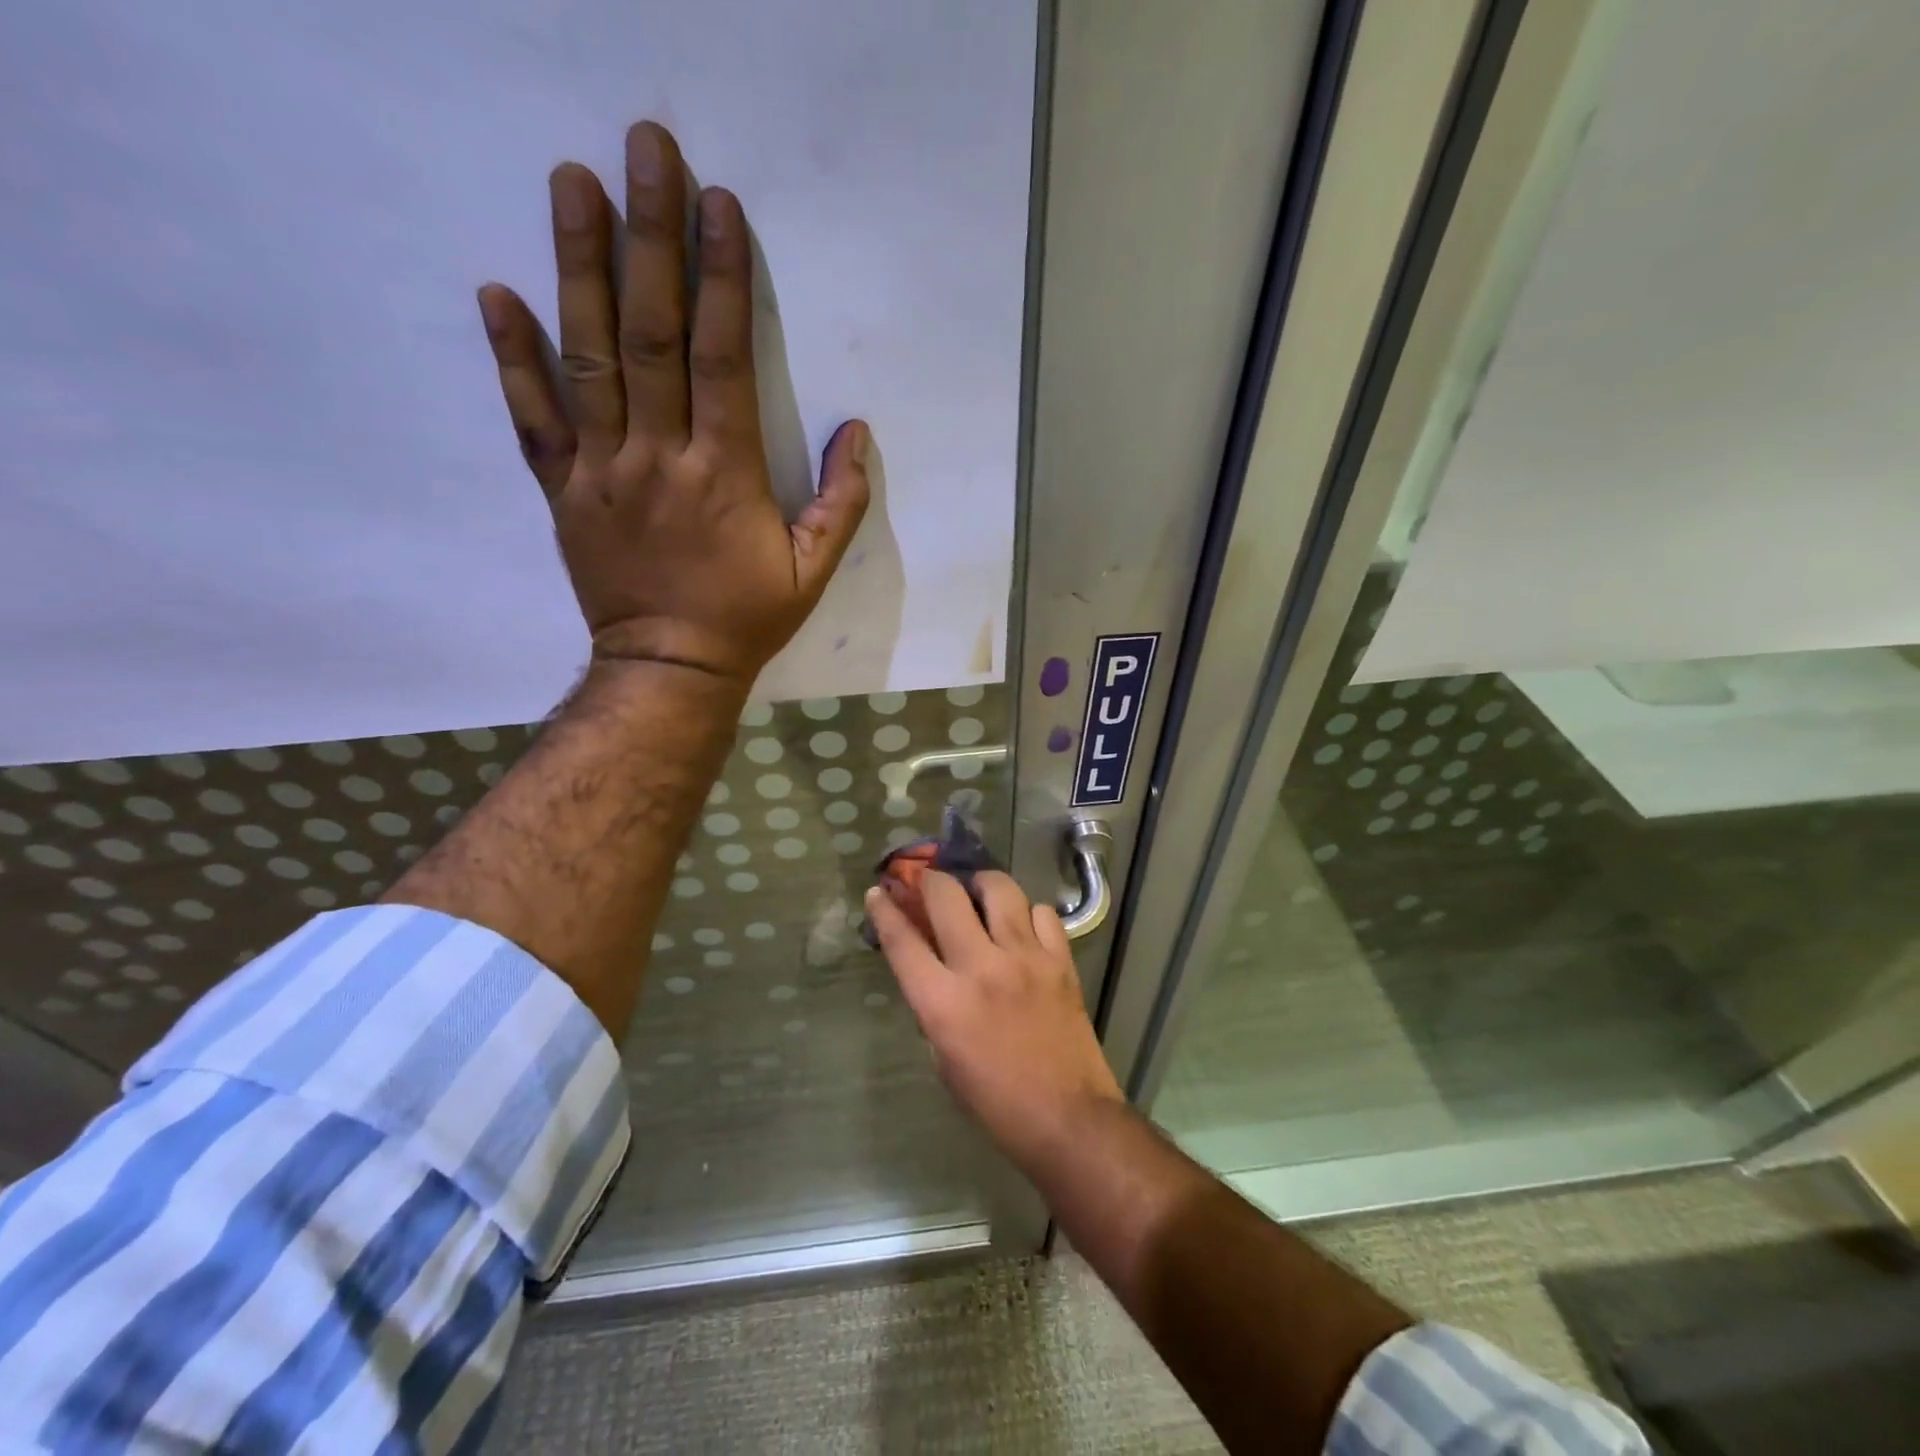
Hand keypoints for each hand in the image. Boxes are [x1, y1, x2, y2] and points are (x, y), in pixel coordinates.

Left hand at [476, 121, 870, 689]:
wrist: (670, 669)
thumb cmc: (747, 618)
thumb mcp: (813, 572)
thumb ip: (841, 503)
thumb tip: (857, 433)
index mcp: (724, 474)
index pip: (721, 358)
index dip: (721, 279)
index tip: (717, 204)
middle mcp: (658, 456)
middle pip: (651, 334)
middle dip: (650, 237)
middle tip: (643, 149)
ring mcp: (602, 470)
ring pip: (586, 358)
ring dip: (578, 266)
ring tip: (571, 181)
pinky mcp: (564, 491)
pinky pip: (533, 419)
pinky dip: (512, 357)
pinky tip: (497, 292)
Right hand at [866, 870, 1124, 1174]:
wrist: (1069, 1118)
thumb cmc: (997, 1102)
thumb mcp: (944, 1061)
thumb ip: (934, 1009)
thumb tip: (933, 972)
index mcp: (944, 1003)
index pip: (903, 941)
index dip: (885, 910)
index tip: (879, 891)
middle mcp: (982, 968)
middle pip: (947, 896)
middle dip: (930, 880)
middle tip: (929, 883)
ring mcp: (1026, 958)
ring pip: (1000, 889)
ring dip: (981, 885)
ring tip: (979, 894)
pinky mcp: (1061, 961)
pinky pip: (1042, 913)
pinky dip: (1028, 914)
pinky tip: (1023, 929)